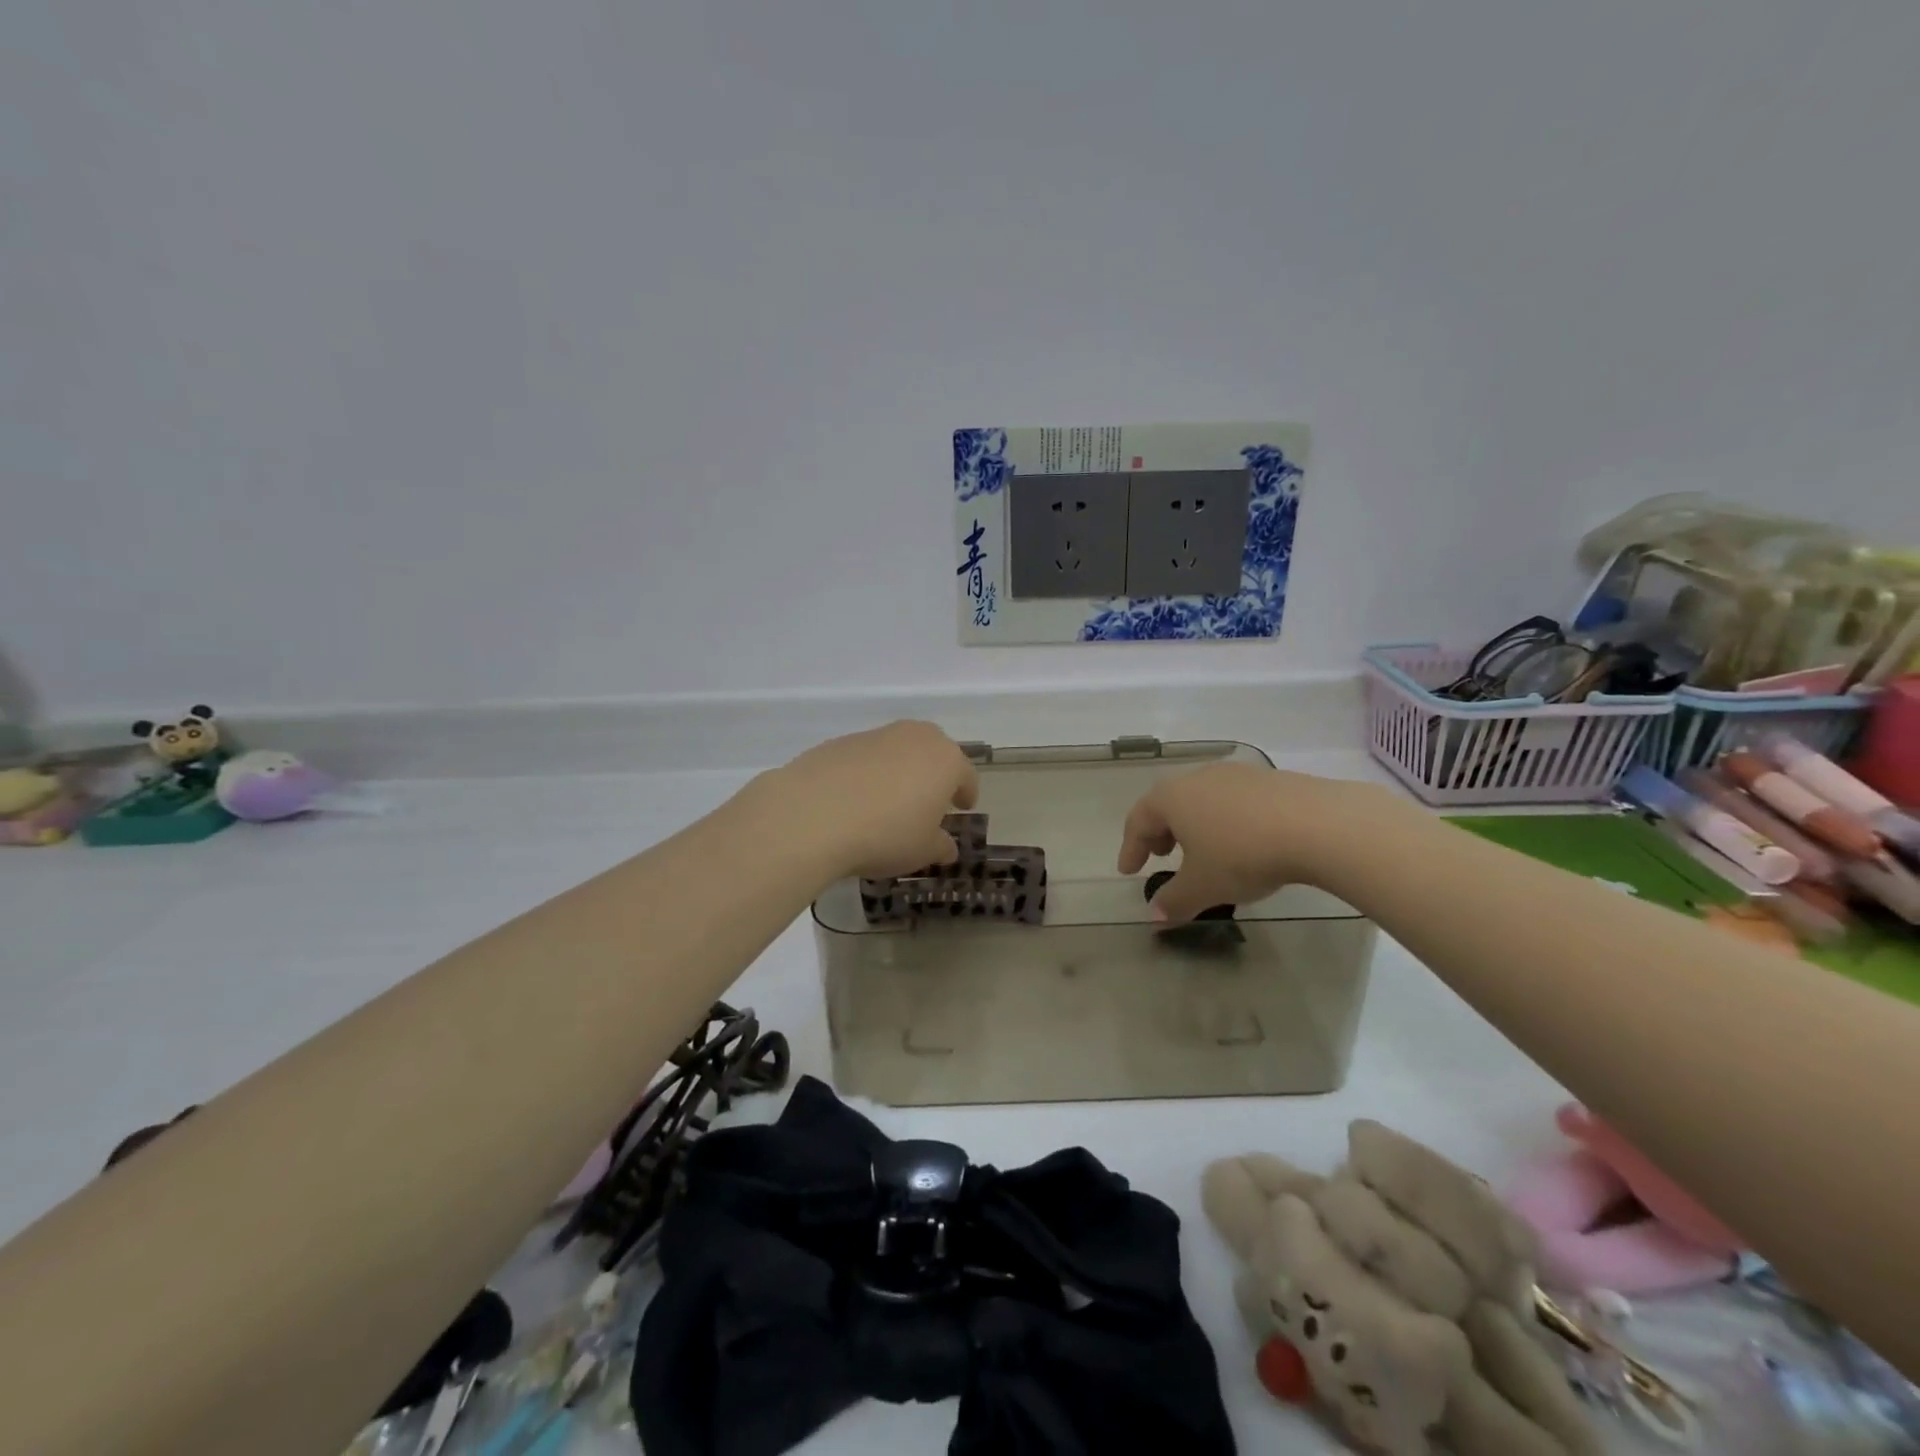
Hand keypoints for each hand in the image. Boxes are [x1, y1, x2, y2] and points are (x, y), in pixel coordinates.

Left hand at [768, 720, 979, 879]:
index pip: (965, 775)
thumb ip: (940, 846)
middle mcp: (914, 738)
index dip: (966, 793)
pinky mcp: (839, 742)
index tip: (962, 808)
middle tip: (929, 800)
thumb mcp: (922, 851)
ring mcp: (875, 735)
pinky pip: (864, 758)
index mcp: (945, 760)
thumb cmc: (885, 835)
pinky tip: (853, 800)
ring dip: (899, 771)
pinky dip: (866, 774)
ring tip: (888, 802)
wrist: (812, 815)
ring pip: (897, 751)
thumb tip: (946, 846)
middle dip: (934, 773)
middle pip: (933, 751)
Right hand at [1118, 763, 1391, 922]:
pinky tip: (1243, 842)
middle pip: (1168, 803)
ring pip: (1202, 800)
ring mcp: (1236, 775)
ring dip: (1195, 825)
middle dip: (1161, 831)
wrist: (1317, 825)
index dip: (1130, 848)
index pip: (1139, 821)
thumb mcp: (1203, 886)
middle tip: (1161, 855)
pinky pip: (1234, 801)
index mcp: (1171, 798)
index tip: (1128, 870)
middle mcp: (1198, 779)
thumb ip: (1174, 901)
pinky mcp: (1271, 780)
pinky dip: (1226, 821)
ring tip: (1202, 849)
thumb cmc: (1243, 854)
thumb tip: (1155, 916)